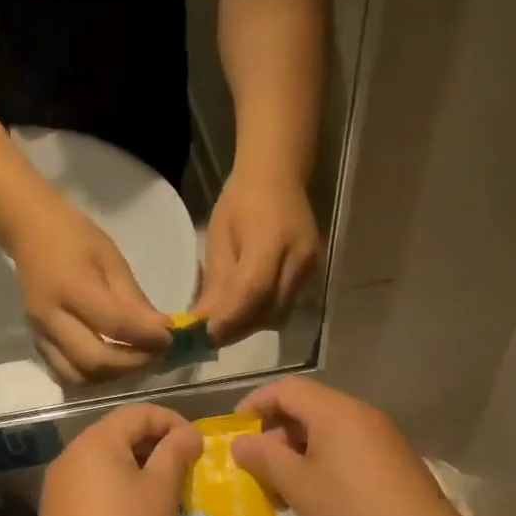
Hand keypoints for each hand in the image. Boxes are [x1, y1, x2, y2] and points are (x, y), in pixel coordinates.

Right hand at [12, 203, 169, 384]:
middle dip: (133, 364)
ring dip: (112, 376)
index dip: (148, 338)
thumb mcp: (112, 260)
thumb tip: (161, 330)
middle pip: (95, 361)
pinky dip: (92, 376)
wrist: (29, 231)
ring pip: (78, 377)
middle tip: (156, 355)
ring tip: (134, 361)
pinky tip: (111, 363)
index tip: (170, 338)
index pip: (116, 325)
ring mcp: (39, 334)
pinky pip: (65, 373)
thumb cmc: (75, 238)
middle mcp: (51, 318)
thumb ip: (134, 300)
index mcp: (71, 287)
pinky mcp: (36, 343)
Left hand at [36, 405, 202, 515]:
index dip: (172, 421)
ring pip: (105, 461)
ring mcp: (59, 486)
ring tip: (167, 489)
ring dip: (139, 467)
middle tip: (187, 466)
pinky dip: (119, 487)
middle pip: (118, 434)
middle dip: (156, 444)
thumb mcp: (161, 493)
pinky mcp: (57, 513)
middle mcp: (70, 456)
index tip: (198, 445)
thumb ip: (175, 453)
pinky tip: (138, 512)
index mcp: (94, 443)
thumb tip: (188, 433)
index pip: (138, 413)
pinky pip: (93, 485)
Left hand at [193, 172, 320, 345]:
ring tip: (223, 326)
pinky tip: (243, 312)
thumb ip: (216, 283)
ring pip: (278, 315)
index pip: (253, 291)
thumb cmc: (240, 201)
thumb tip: (203, 323)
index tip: (203, 336)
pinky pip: (285, 306)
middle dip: (236, 329)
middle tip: (207, 338)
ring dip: (249, 326)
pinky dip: (261, 315)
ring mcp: (310, 270)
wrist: (278, 177)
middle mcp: (299, 260)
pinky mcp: (312, 275)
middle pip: (268, 311)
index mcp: (272, 241)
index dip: (228, 319)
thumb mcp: (219, 238)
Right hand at [231, 377, 468, 515]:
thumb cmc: (352, 511)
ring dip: (294, 456)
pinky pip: (344, 452)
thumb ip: (264, 458)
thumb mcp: (298, 485)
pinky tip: (310, 500)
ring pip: (324, 435)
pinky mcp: (390, 463)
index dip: (254, 405)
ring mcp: (379, 439)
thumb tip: (240, 442)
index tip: (233, 433)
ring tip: (278, 493)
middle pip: (305, 410)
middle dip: (273, 437)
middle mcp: (359, 415)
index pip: (286, 389)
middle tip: (253, 470)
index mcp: (335, 411)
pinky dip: (319, 466)